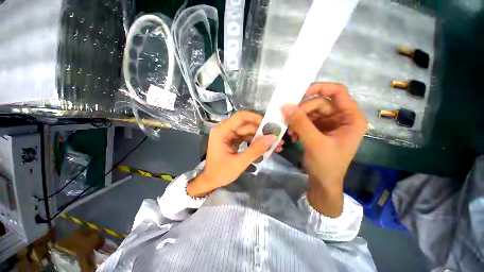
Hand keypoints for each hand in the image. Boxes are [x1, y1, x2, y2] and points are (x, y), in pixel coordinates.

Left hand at [187, 111, 282, 196]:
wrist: (210, 182)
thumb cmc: (221, 173)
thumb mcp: (240, 162)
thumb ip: (256, 149)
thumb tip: (273, 138)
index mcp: (222, 131)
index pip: (240, 117)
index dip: (255, 118)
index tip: (269, 124)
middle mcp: (225, 130)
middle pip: (246, 125)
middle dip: (262, 130)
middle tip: (276, 135)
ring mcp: (229, 136)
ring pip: (248, 132)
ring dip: (261, 138)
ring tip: (275, 144)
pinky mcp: (232, 141)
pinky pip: (246, 138)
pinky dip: (256, 143)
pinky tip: (266, 148)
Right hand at [282, 83, 366, 216]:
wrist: (323, 182)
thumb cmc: (326, 165)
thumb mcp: (314, 142)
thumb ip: (300, 123)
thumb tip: (285, 106)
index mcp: (350, 118)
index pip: (337, 92)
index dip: (319, 88)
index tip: (300, 94)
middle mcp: (341, 118)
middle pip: (319, 103)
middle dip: (302, 111)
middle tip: (289, 121)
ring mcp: (329, 124)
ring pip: (310, 112)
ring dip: (297, 120)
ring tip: (290, 132)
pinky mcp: (319, 130)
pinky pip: (306, 121)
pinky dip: (298, 126)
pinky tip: (293, 136)